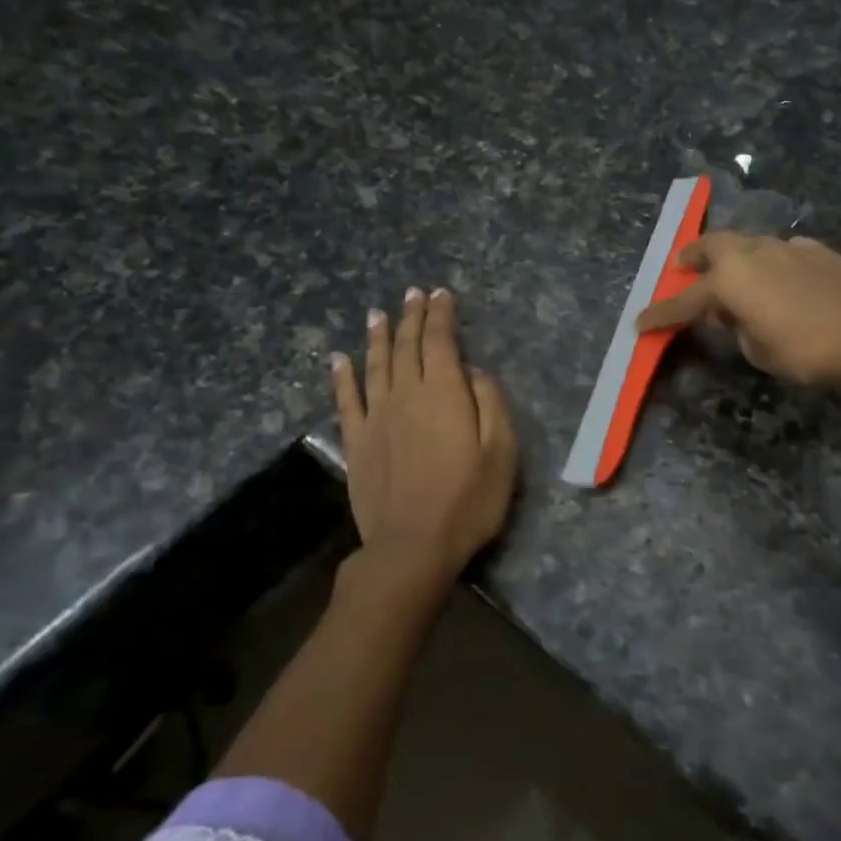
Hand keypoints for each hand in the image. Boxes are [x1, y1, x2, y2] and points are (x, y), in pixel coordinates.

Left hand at [332, 287, 518, 580]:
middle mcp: (406, 395)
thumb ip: (491, 404)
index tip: (441, 295)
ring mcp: (376, 418)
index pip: (440, 343)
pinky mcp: (356, 442)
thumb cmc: (468, 501)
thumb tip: (474, 371)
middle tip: (413, 294)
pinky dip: (342, 375)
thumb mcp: (501, 452)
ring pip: (375, 365)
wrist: (412, 546)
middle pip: (407, 347)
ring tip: (378, 313)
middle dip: (411, 317)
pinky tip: (339, 359)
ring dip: (378, 336)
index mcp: (444, 394)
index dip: (440, 316)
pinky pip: (346, 399)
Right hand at [634, 233, 840, 386]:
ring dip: (733, 257)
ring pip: (748, 243)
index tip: (640, 324)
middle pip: (713, 247)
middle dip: (693, 258)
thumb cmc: (806, 349)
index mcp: (730, 280)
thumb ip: (739, 328)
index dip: (661, 315)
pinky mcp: (815, 250)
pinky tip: (778, 278)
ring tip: (732, 275)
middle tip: (682, 268)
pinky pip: (779, 251)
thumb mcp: (760, 350)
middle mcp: (753, 253)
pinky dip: (768, 262)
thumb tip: (736, 315)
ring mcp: (786, 246)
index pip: (685, 301)